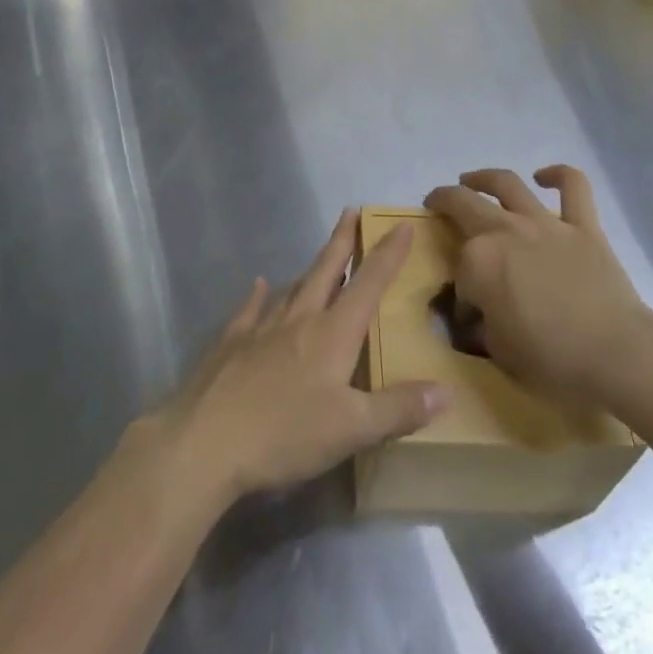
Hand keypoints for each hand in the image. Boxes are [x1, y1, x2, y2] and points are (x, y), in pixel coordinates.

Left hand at [140, 211, 448, 504]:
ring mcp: (260, 328)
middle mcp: (299, 319)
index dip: (388, 254)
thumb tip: (447, 391)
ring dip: (309, 270)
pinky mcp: (230, 344)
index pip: (368, 284)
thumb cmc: (285, 434)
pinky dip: (257, 295)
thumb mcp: (351, 430)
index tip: (402, 224)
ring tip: (319, 258)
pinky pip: (249, 310)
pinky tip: (258, 285)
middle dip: (342, 241)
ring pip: (292, 288)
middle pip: (326, 271)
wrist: (205, 442)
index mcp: (332, 333)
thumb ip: (399, 409)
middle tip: (351, 211)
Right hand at [425, 166, 652, 409]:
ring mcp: (546, 224)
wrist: (617, 355)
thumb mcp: (499, 352)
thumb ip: (482, 324)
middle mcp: (506, 231)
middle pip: (465, 204)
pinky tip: (545, 176)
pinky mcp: (583, 226)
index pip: (459, 271)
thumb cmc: (553, 361)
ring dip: (484, 177)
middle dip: (444, 201)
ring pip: (507, 183)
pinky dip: (558, 175)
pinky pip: (573, 186)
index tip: (468, 314)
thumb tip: (479, 315)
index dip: (460, 293)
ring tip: (472, 179)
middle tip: (437, 203)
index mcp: (479, 261)